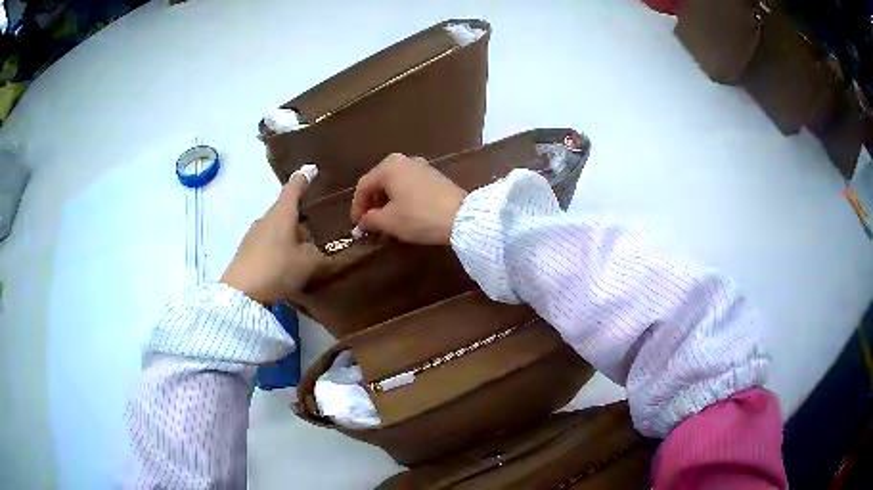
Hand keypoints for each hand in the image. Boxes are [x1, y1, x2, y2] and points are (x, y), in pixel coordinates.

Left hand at [221, 171, 326, 302]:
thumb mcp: (309, 264)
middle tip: (314, 241)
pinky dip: (278, 251)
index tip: (311, 169)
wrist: (241, 293)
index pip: (294, 188)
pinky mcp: (246, 252)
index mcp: (282, 214)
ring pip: (276, 230)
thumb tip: (318, 252)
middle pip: (286, 213)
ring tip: (300, 260)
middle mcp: (266, 219)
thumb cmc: (278, 269)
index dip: (304, 178)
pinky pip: (267, 245)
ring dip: (289, 239)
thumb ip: (319, 255)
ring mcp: (253, 235)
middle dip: (300, 223)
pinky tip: (283, 271)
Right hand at [351, 154, 466, 244]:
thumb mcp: (389, 221)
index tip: (356, 225)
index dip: (357, 207)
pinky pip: (409, 185)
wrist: (461, 217)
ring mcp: (422, 166)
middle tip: (368, 222)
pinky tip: (403, 213)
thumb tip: (363, 221)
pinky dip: (401, 198)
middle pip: (379, 181)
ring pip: (395, 183)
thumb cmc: (419, 217)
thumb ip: (370, 219)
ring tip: (385, 220)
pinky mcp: (435, 176)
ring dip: (386, 201)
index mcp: (388, 167)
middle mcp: (404, 160)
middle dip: (372, 203)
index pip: (364, 186)